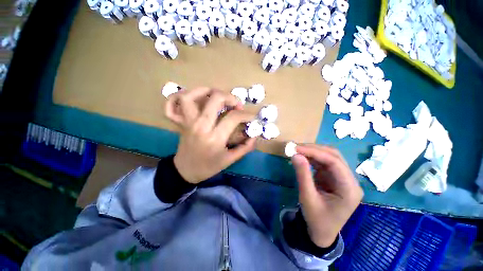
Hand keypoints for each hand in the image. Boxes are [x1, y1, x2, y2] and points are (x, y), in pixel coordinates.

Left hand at [165, 87, 256, 183]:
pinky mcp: (182, 122)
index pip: (234, 117)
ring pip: (192, 96)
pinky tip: (195, 97)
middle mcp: (201, 126)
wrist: (186, 170)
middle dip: (231, 98)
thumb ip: (245, 147)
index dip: (247, 115)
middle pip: (215, 99)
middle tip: (237, 105)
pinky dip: (180, 96)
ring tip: (217, 96)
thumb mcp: (230, 160)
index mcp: (215, 138)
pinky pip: (173, 104)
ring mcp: (188, 122)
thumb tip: (255, 135)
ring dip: (207, 91)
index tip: (252, 117)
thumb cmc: (209, 166)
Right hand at [291, 144, 362, 247]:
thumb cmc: (316, 219)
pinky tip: (302, 156)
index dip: (315, 152)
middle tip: (295, 147)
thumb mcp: (307, 198)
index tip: (296, 148)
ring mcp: (342, 178)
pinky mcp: (333, 177)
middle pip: (334, 156)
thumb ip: (302, 175)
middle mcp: (349, 180)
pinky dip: (311, 157)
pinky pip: (323, 162)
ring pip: (328, 156)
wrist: (321, 232)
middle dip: (313, 149)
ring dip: (312, 151)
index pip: (334, 162)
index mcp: (349, 189)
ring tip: (296, 150)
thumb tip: (295, 155)